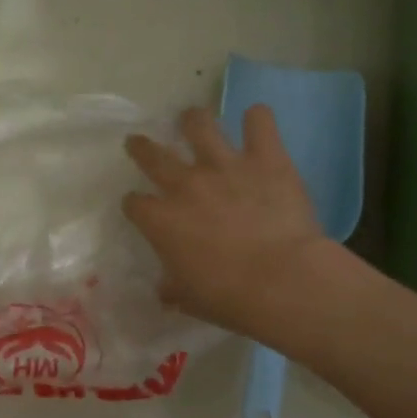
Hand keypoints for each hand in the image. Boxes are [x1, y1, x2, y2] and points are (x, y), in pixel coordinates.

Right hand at [122, 106, 333, 334]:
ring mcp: (225, 166)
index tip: (139, 208)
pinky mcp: (265, 158)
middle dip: (141, 148)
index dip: (135, 204)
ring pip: (199, 125)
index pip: (134, 203)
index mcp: (161, 221)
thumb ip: (173, 288)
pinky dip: (257, 120)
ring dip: (193, 120)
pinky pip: (259, 123)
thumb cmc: (229, 297)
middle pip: (152, 155)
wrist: (281, 280)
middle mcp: (186, 185)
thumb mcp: (190, 299)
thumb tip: (165, 290)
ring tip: (192, 118)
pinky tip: (257, 120)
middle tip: (138, 142)